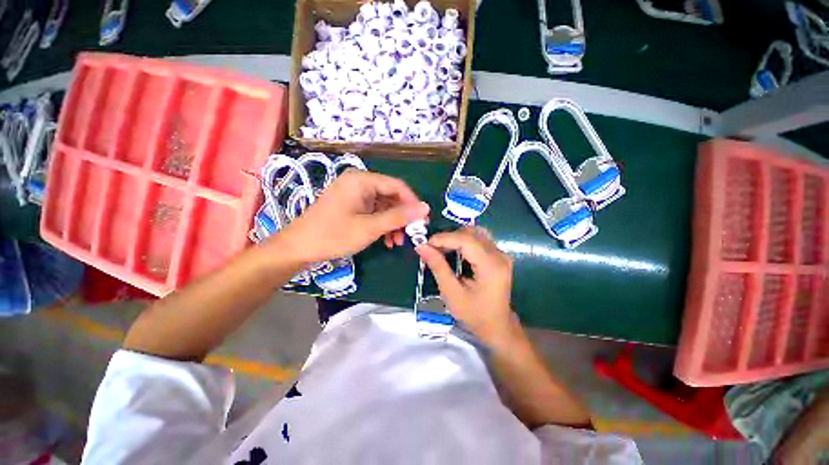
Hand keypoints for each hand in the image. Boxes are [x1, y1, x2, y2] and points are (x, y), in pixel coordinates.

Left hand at [270, 170, 429, 263]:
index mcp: (362, 180)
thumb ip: (399, 217)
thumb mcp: (370, 227)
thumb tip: (425, 208)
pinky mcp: (351, 206)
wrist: (299, 248)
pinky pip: (373, 213)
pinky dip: (382, 225)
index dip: (412, 203)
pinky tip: (387, 241)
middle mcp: (359, 183)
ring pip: (383, 207)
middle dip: (401, 217)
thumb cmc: (334, 235)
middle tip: (410, 235)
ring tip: (397, 242)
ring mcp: (354, 195)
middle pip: (391, 196)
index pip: (397, 186)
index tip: (423, 221)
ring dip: (392, 224)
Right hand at [416, 227, 515, 342]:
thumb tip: (421, 247)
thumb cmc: (474, 315)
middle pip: (471, 233)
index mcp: (491, 266)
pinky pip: (479, 239)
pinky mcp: (498, 256)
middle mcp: (499, 255)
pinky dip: (463, 241)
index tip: (426, 243)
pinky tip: (453, 251)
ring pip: (475, 233)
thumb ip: (438, 267)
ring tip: (441, 249)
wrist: (497, 327)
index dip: (445, 238)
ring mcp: (501, 254)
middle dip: (449, 237)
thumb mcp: (452, 294)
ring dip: (456, 237)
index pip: (466, 240)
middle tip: (432, 248)